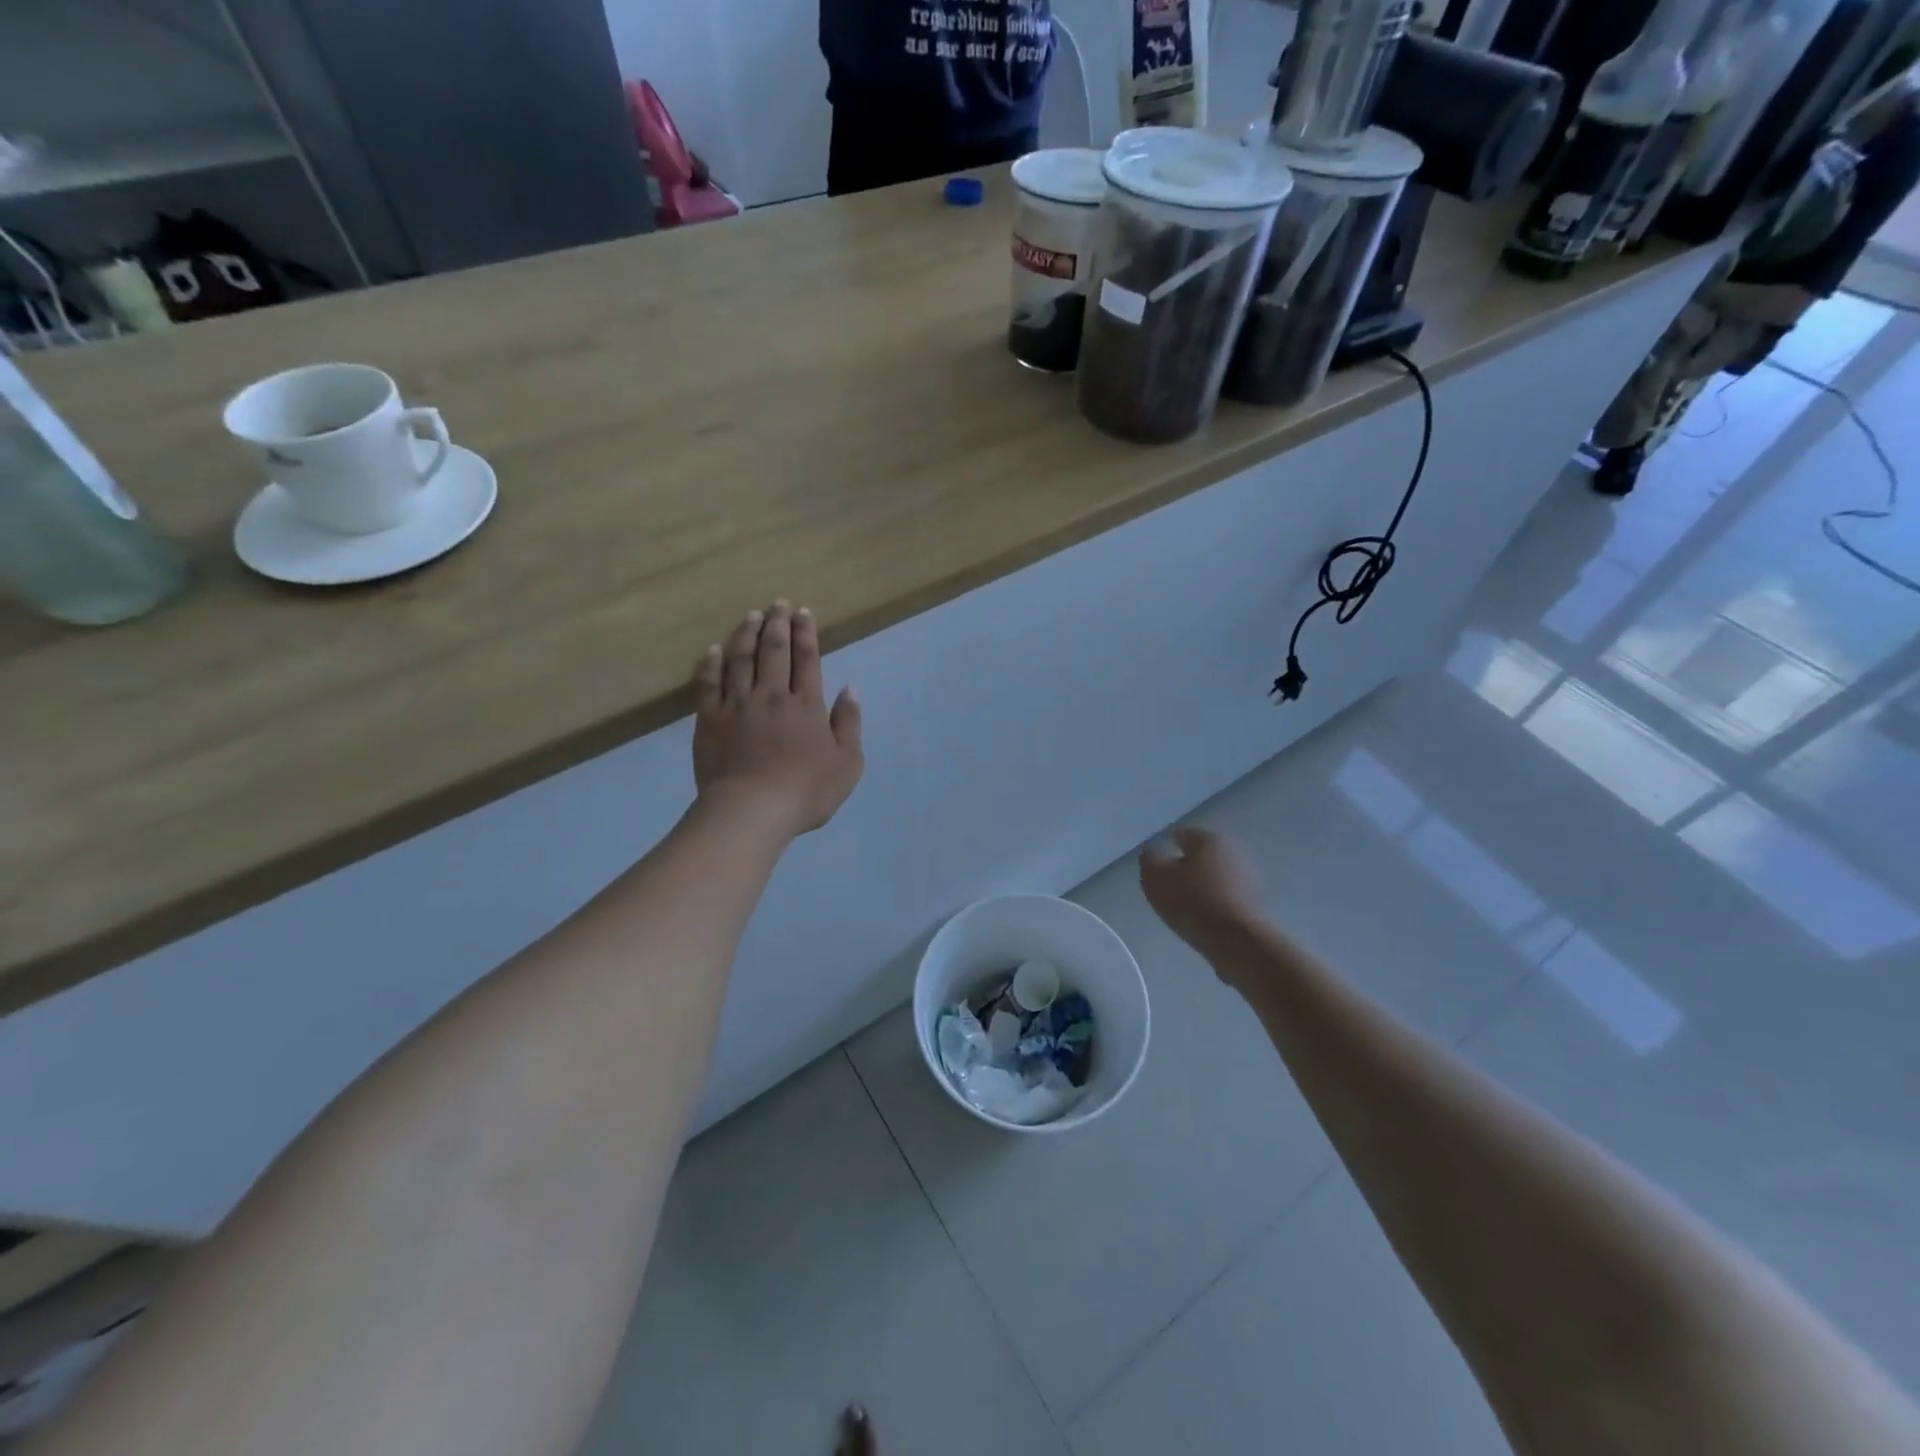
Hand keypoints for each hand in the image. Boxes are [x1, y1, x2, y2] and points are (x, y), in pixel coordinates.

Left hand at [693, 601, 863, 835]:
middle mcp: (771, 695)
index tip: (803, 612)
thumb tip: (850, 689)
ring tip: (750, 615)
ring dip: (746, 634)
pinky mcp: (710, 720)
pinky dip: (711, 663)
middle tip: (778, 603)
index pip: (806, 659)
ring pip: (741, 659)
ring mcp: (737, 705)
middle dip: (777, 623)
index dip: (806, 633)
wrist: (752, 810)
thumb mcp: (847, 763)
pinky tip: (713, 649)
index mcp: (805, 705)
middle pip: (773, 650)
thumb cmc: (806, 791)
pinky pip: (709, 684)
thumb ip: (849, 723)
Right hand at [1139, 827, 1261, 954]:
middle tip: (1169, 888)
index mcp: (1210, 839)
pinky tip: (1204, 920)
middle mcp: (1234, 851)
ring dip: (1202, 887)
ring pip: (1215, 877)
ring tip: (1184, 908)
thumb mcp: (1156, 878)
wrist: (1237, 941)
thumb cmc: (1192, 901)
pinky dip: (1215, 904)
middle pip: (1202, 856)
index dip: (1166, 849)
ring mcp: (1249, 878)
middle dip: (1186, 868)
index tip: (1156, 868)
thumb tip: (1152, 853)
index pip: (1182, 835)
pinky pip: (1227, 898)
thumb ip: (1149, 860)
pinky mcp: (1257, 903)